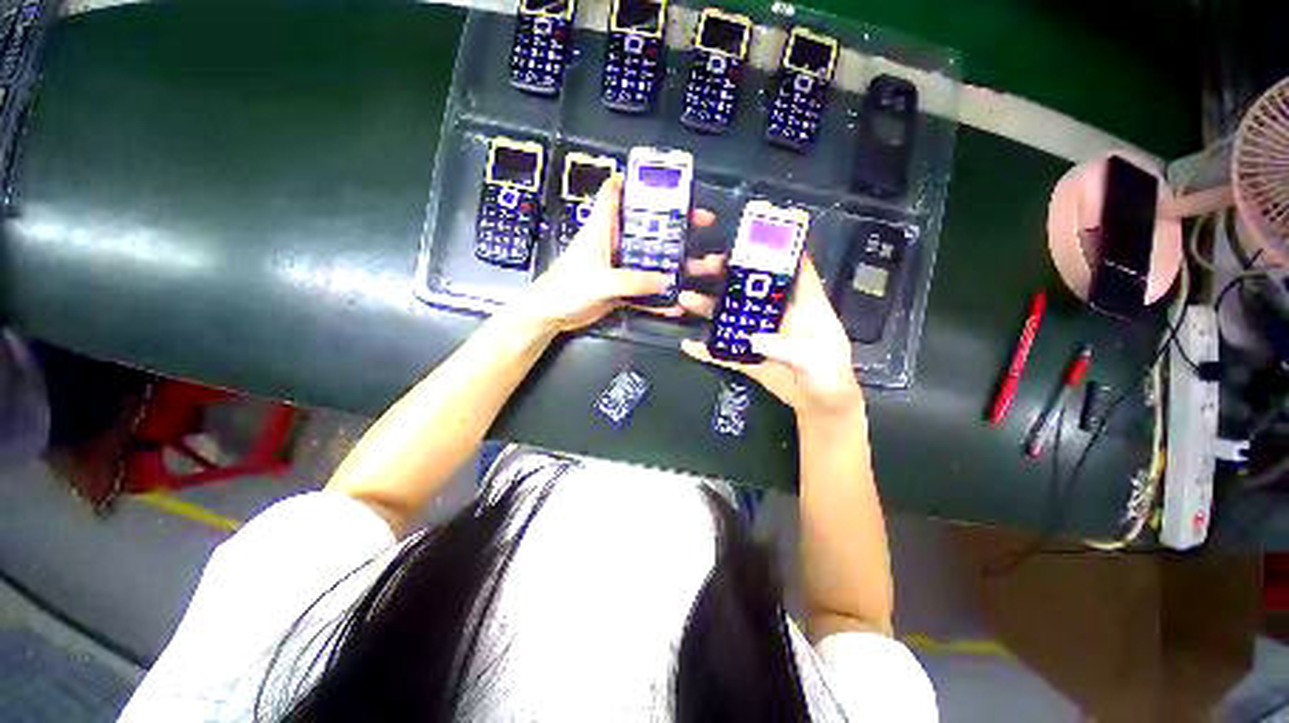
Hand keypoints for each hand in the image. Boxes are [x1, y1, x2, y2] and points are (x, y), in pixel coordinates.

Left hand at [517, 175, 715, 332]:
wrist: (551, 316)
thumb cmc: (567, 288)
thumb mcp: (600, 281)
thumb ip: (633, 281)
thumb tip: (667, 280)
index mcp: (603, 228)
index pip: (615, 191)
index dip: (636, 180)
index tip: (665, 181)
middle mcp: (614, 243)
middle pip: (645, 225)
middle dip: (672, 223)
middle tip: (700, 222)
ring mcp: (619, 266)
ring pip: (650, 258)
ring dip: (672, 262)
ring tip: (699, 265)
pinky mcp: (621, 287)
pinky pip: (645, 288)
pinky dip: (659, 296)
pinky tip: (676, 304)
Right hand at [680, 257, 862, 419]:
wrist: (821, 405)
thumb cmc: (830, 375)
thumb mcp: (818, 358)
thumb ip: (790, 347)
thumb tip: (754, 338)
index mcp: (802, 305)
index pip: (791, 268)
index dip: (775, 249)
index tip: (748, 237)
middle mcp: (777, 315)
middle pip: (750, 288)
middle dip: (726, 273)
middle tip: (701, 265)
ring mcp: (759, 335)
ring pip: (730, 316)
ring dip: (708, 306)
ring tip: (685, 299)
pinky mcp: (748, 357)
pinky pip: (724, 351)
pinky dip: (706, 350)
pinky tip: (689, 345)